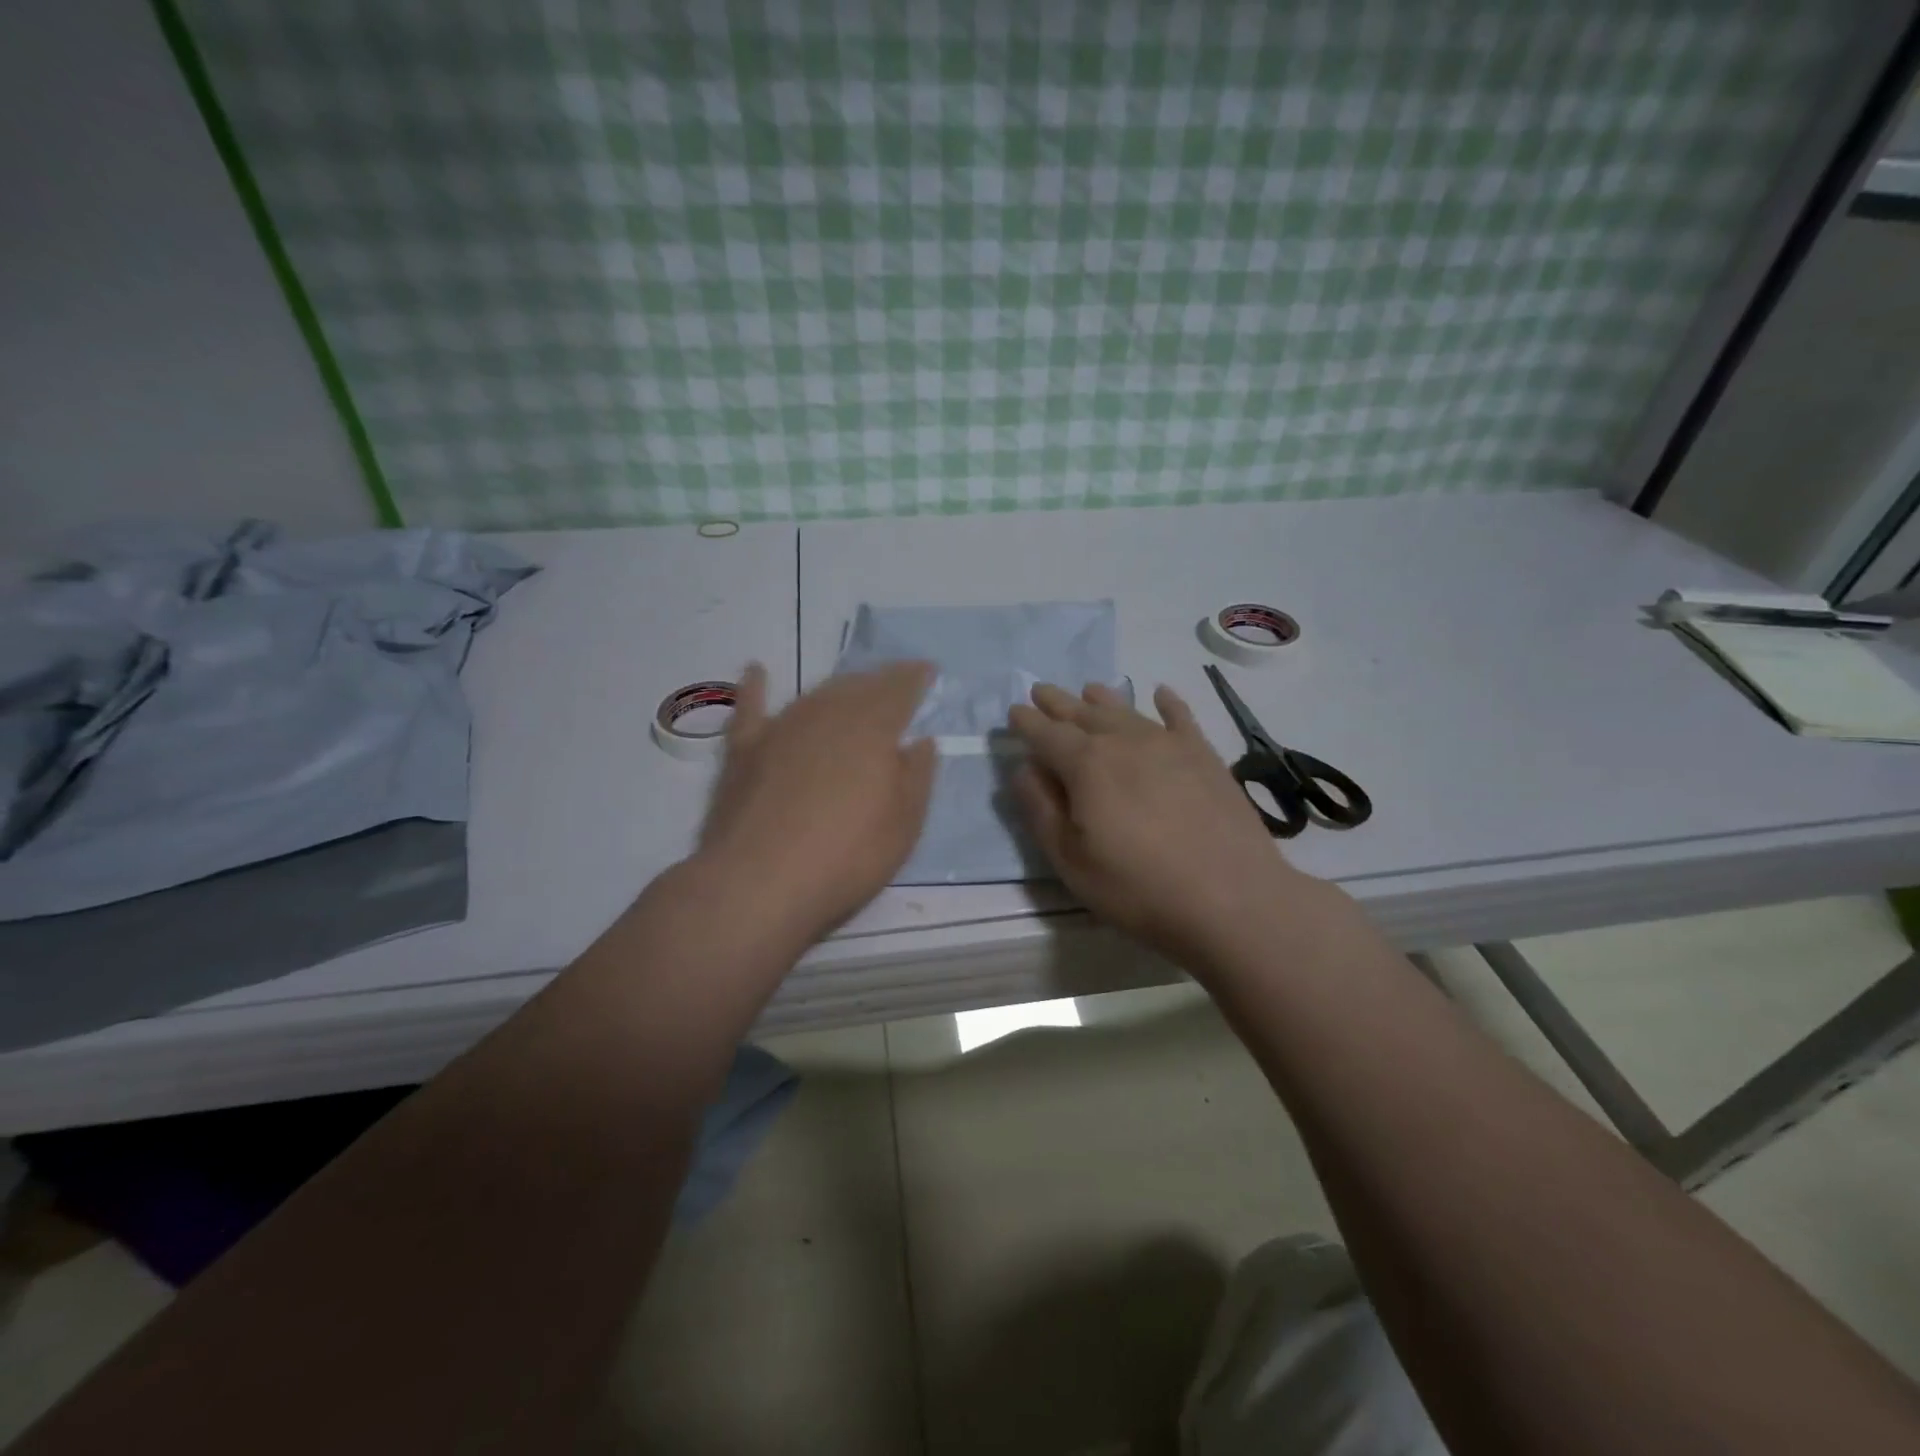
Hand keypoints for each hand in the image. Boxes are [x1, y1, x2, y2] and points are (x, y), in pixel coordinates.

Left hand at [695, 660, 936, 949]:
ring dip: (836, 688)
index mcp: (872, 729)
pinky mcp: (744, 750)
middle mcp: (827, 715)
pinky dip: (755, 688)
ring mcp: (781, 729)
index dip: (914, 677)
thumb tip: (922, 740)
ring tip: (850, 688)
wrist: (760, 882)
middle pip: (857, 686)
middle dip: (878, 681)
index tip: (927, 670)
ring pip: (814, 695)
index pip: (899, 690)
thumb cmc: (847, 856)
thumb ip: (917, 775)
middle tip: (893, 683)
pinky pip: (750, 708)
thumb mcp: (904, 824)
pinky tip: (756, 671)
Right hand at [1008, 682, 1316, 967]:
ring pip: (1126, 711)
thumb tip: (1024, 769)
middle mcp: (1124, 741)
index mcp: (1086, 765)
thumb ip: (1041, 810)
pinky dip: (1167, 702)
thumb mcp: (1070, 860)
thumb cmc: (1138, 888)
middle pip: (1083, 714)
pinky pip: (1181, 718)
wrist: (1232, 899)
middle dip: (1058, 702)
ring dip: (1102, 698)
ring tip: (1088, 689)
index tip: (1014, 712)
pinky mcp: (1204, 755)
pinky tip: (1161, 693)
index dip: (1027, 723)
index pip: (1046, 734)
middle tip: (1041, 690)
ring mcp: (1168, 744)